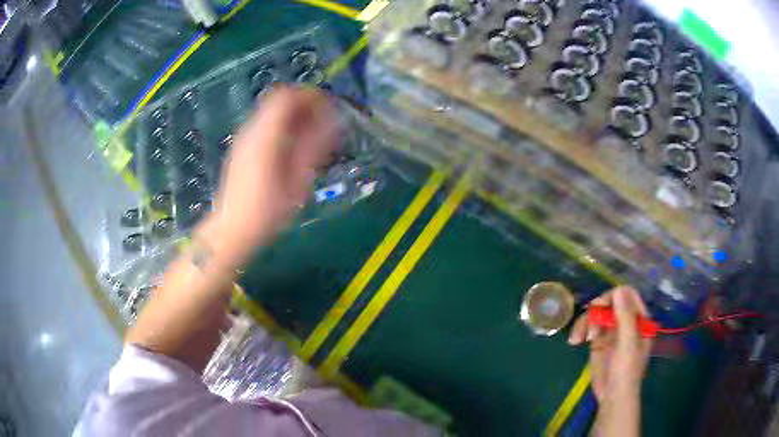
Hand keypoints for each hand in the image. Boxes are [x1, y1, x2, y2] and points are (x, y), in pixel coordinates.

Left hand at [199, 86, 339, 265]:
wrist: (232, 230)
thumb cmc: (267, 211)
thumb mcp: (297, 182)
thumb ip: (315, 147)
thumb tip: (334, 121)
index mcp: (265, 136)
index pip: (287, 96)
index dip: (311, 96)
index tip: (330, 109)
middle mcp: (251, 130)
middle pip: (279, 100)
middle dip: (305, 106)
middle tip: (324, 124)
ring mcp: (244, 139)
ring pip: (272, 113)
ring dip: (295, 117)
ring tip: (313, 138)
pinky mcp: (242, 149)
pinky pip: (266, 126)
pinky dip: (283, 127)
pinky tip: (293, 150)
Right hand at [568, 286, 651, 402]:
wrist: (612, 396)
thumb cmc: (626, 371)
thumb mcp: (628, 344)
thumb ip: (625, 317)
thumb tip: (618, 289)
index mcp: (639, 318)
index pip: (627, 295)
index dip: (613, 296)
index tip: (600, 307)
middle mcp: (626, 321)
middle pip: (609, 302)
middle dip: (596, 311)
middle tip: (587, 325)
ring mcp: (612, 330)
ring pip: (597, 314)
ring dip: (585, 322)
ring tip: (578, 338)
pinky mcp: (598, 340)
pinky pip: (588, 327)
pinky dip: (580, 331)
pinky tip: (575, 341)